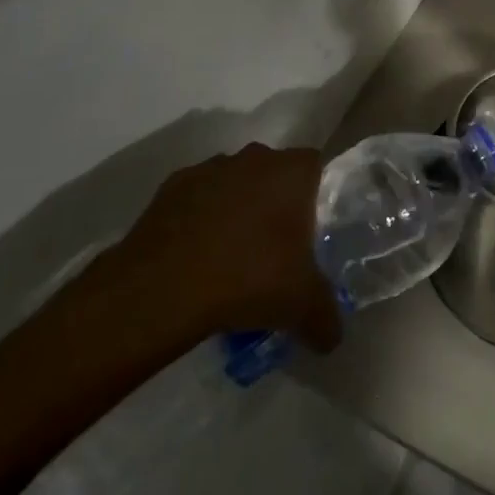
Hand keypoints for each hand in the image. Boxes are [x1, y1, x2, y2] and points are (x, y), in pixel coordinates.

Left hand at [97, 144, 342, 355]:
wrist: (161, 288)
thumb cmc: (248, 279)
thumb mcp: (300, 306)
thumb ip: (325, 317)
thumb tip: (333, 337)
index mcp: (294, 171)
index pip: (317, 169)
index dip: (316, 197)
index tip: (310, 232)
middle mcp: (257, 157)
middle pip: (275, 173)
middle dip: (275, 203)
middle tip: (273, 248)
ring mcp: (213, 167)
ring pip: (236, 183)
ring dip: (237, 208)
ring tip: (231, 256)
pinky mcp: (174, 185)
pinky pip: (198, 198)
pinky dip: (200, 218)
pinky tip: (196, 256)